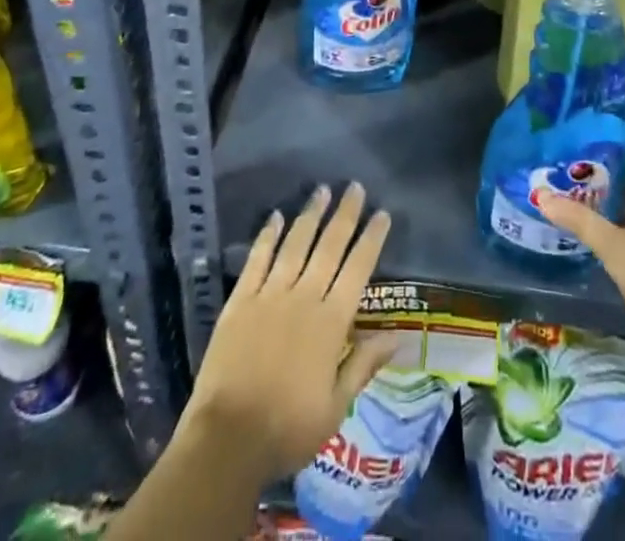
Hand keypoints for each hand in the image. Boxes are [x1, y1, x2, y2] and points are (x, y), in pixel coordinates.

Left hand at [183, 183, 399, 479]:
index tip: (382, 213)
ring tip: (321, 190)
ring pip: (295, 244)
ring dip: (310, 215)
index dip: (371, 239)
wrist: (228, 439)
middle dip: (344, 215)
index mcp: (331, 323)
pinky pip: (257, 259)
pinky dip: (268, 235)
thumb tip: (396, 336)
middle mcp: (304, 298)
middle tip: (354, 186)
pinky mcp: (240, 300)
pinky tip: (276, 216)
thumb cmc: (288, 429)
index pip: (357, 269)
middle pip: (329, 247)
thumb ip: (363, 365)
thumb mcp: (335, 407)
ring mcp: (270, 295)